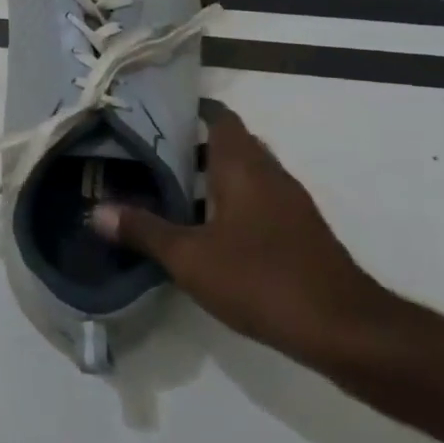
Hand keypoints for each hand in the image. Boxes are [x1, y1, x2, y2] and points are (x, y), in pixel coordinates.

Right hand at [89, 103, 392, 361]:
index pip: (219, 118)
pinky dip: (229, 204)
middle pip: (230, 144)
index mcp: (243, 167)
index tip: (153, 114)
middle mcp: (270, 175)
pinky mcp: (299, 234)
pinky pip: (257, 202)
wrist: (346, 332)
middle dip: (192, 146)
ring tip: (166, 189)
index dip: (189, 110)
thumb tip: (97, 211)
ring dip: (210, 177)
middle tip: (148, 153)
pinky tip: (204, 229)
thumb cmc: (262, 279)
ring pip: (243, 175)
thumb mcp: (190, 257)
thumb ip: (144, 230)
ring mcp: (290, 205)